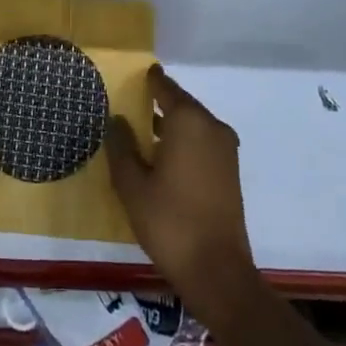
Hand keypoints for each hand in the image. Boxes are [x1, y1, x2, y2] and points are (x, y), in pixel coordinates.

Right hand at [105, 65, 260, 330]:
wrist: (217, 271)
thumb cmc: (169, 222)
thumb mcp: (132, 185)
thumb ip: (121, 147)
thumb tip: (116, 119)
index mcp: (189, 121)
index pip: (165, 88)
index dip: (149, 80)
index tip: (134, 74)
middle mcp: (212, 127)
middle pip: (181, 104)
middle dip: (157, 103)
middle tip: (130, 103)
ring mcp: (225, 150)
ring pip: (192, 125)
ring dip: (170, 125)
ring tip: (141, 132)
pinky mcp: (230, 171)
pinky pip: (202, 143)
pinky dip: (183, 142)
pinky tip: (162, 158)